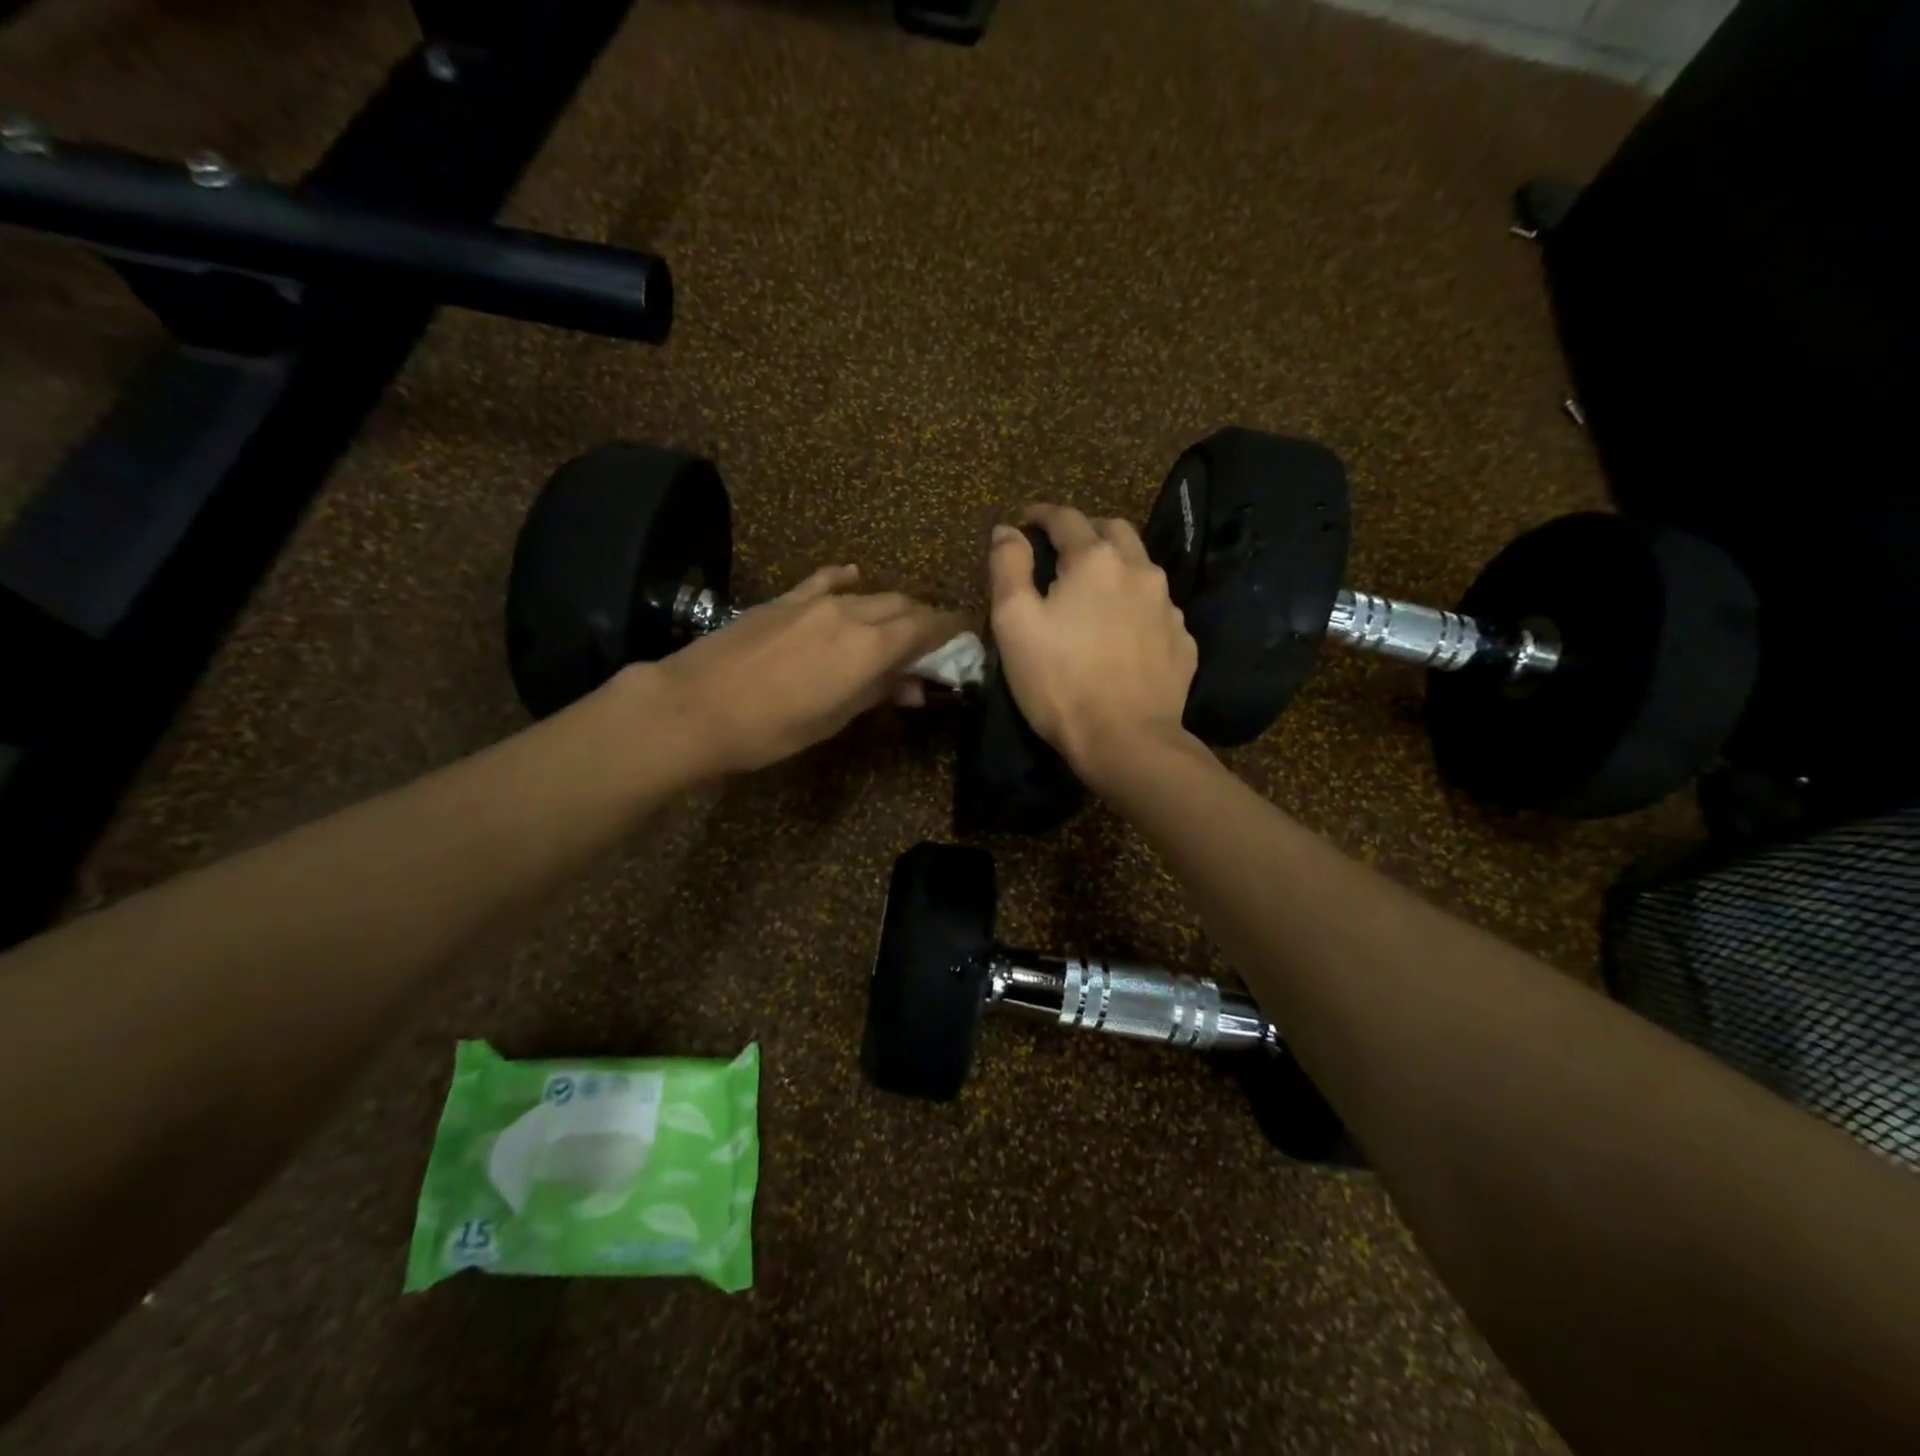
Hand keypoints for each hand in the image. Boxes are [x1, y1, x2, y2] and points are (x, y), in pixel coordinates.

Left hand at [650, 564, 961, 773]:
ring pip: (870, 594)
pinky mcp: (784, 599)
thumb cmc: (773, 728)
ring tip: (899, 623)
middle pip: (903, 605)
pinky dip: (847, 581)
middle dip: (925, 620)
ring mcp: (815, 601)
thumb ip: (878, 692)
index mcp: (871, 645)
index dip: (951, 630)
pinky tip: (853, 578)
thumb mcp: (834, 718)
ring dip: (892, 606)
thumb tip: (913, 685)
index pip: (927, 627)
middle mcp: (852, 612)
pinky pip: (826, 581)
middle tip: (935, 640)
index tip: (965, 636)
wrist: (696, 705)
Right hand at [988, 506, 1197, 780]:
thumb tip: (1007, 530)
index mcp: (1095, 560)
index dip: (1041, 514)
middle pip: (1113, 531)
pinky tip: (1123, 631)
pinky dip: (1136, 606)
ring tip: (1094, 590)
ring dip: (1115, 567)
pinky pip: (1156, 609)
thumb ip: (1008, 567)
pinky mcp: (1182, 641)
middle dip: (1086, 531)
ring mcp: (1168, 606)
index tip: (1026, 520)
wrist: (1126, 741)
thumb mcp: (1014, 622)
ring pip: (1141, 568)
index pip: (1066, 518)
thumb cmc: (1059, 681)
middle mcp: (1139, 570)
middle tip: (1063, 549)